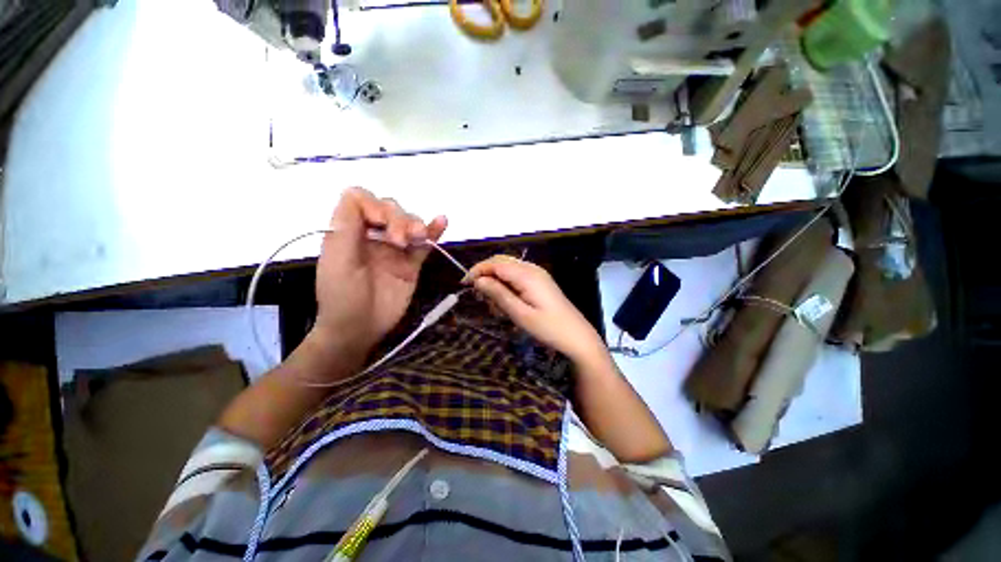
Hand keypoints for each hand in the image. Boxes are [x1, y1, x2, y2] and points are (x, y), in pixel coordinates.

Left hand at [309, 188, 446, 375]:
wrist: (360, 329)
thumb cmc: (342, 297)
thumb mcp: (338, 261)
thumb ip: (346, 228)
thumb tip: (356, 194)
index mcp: (350, 232)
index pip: (361, 200)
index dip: (373, 204)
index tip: (380, 223)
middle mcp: (373, 236)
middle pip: (389, 209)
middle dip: (397, 219)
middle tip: (398, 242)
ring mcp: (394, 249)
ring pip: (409, 224)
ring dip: (416, 225)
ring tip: (418, 238)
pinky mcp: (411, 263)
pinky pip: (424, 244)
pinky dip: (434, 232)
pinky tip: (441, 222)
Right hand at [466, 255, 605, 364]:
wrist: (578, 337)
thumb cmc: (549, 328)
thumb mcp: (520, 314)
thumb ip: (499, 294)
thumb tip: (478, 280)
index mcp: (527, 274)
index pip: (496, 264)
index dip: (478, 271)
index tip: (464, 284)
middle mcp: (532, 269)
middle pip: (501, 263)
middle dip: (486, 276)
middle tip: (478, 297)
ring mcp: (538, 274)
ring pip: (508, 270)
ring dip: (496, 283)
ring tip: (495, 306)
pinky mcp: (540, 282)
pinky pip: (518, 277)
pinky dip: (507, 287)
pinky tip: (507, 303)